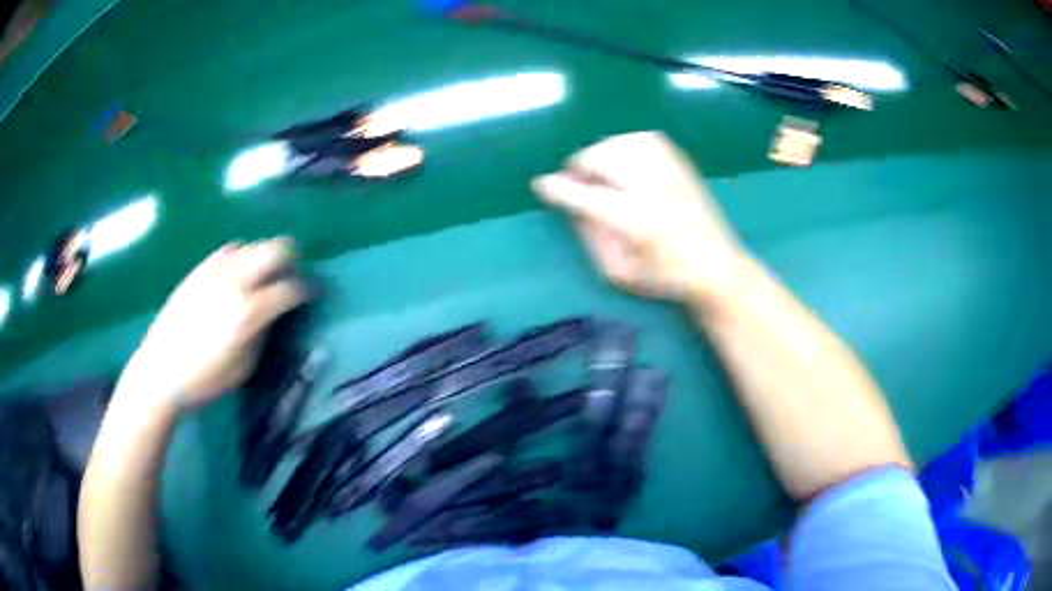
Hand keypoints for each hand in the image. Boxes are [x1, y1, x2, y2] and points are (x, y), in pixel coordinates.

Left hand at [118, 238, 308, 410]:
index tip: (311, 295)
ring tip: (261, 277)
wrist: (161, 371)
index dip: (306, 290)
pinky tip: (235, 274)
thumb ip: (262, 334)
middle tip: (291, 275)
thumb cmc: (205, 379)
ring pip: (251, 246)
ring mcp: (215, 271)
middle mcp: (235, 282)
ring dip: (263, 257)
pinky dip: (239, 258)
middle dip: (291, 259)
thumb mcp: (244, 367)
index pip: (290, 289)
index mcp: (249, 311)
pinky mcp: (198, 270)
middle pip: (275, 249)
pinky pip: (227, 251)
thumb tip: (272, 314)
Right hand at [532, 131, 745, 302]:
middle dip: (579, 166)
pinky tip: (623, 162)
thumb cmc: (664, 277)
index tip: (541, 185)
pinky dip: (625, 144)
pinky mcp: (681, 164)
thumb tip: (571, 204)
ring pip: (621, 142)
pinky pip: (644, 138)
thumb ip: (590, 235)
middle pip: (602, 158)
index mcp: (635, 222)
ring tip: (599, 171)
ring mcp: (670, 172)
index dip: (557, 188)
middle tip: (576, 181)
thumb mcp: (618, 271)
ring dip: (601, 153)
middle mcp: (652, 189)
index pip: (584, 195)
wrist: (716, 267)